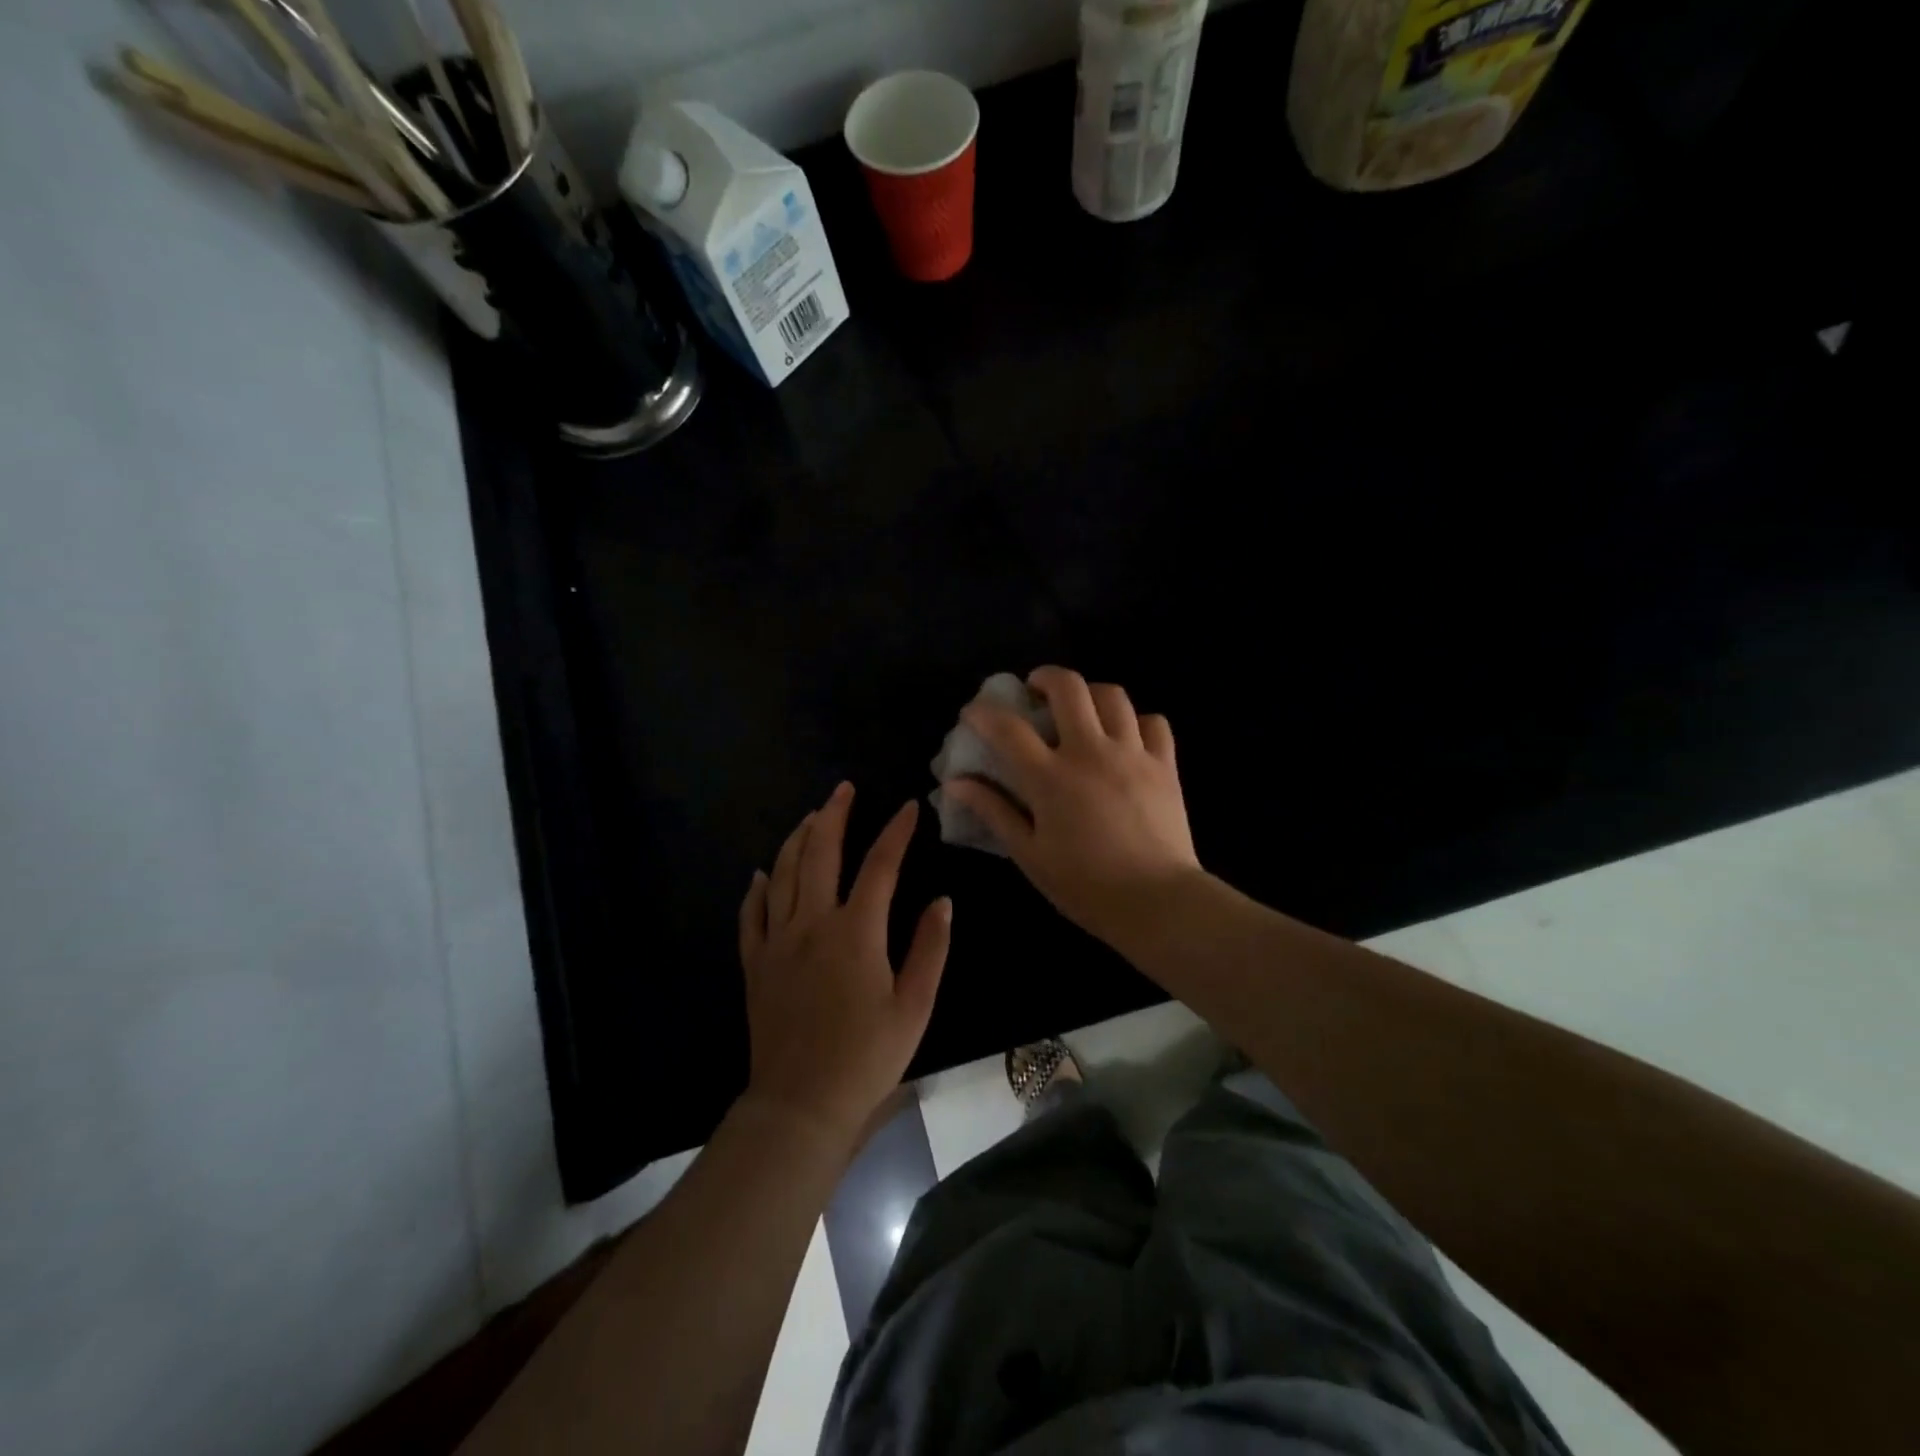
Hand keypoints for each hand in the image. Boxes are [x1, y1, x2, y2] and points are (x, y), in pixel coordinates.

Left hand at [738, 783, 950, 1148]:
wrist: (800, 1104)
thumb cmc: (866, 1057)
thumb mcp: (914, 1007)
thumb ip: (930, 949)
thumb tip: (942, 901)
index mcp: (856, 932)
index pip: (880, 866)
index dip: (896, 832)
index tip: (910, 806)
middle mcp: (812, 924)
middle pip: (820, 854)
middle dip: (834, 816)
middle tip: (844, 789)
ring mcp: (778, 941)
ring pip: (782, 874)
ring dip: (796, 839)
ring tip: (811, 816)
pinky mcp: (756, 963)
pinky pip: (751, 915)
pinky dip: (757, 889)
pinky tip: (761, 874)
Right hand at [942, 666, 1200, 945]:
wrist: (1158, 903)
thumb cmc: (1085, 886)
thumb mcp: (1029, 854)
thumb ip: (993, 811)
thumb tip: (955, 784)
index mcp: (1051, 778)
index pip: (1008, 728)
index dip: (983, 713)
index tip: (973, 713)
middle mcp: (1090, 752)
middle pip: (1068, 688)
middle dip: (1045, 677)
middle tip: (1034, 691)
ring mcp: (1132, 754)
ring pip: (1113, 696)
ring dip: (1089, 693)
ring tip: (1080, 709)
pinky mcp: (1164, 765)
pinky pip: (1153, 723)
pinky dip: (1136, 721)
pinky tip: (1125, 737)